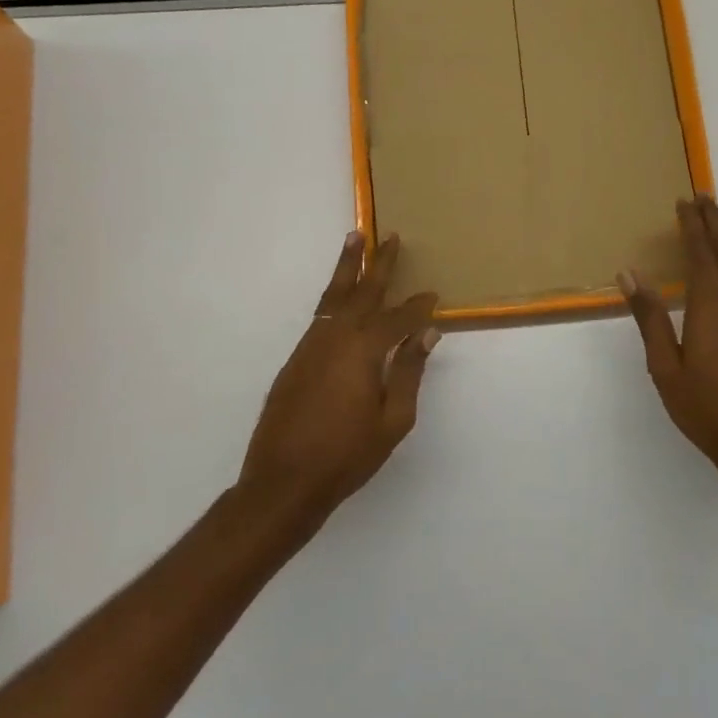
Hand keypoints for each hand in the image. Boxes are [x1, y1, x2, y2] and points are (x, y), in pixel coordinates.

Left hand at [239, 232, 439, 525]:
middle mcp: (335, 337)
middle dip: (378, 262)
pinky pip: (321, 316)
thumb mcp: (393, 420)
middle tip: (388, 235)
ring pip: (334, 296)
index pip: (399, 318)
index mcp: (364, 350)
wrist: (283, 482)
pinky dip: (335, 298)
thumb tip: (427, 333)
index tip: (434, 295)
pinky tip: (342, 298)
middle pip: (361, 291)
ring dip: (348, 268)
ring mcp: (311, 346)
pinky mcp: (296, 358)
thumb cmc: (347, 456)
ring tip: (355, 239)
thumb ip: (410, 372)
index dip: (419, 307)